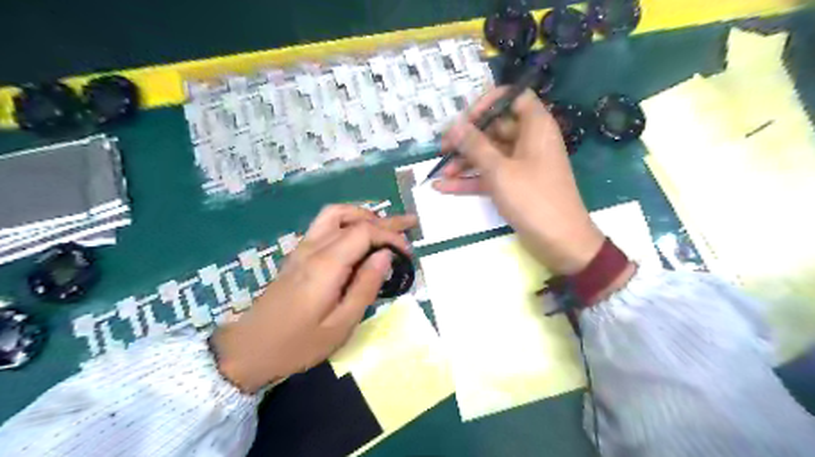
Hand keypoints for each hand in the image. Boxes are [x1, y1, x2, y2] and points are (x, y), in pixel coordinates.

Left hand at [211, 204, 414, 391]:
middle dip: (384, 220)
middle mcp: (314, 247)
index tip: (407, 253)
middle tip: (409, 224)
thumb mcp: (341, 325)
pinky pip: (325, 225)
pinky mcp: (297, 254)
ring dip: (363, 215)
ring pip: (335, 214)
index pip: (365, 232)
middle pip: (352, 218)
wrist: (248, 349)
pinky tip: (358, 238)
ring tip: (383, 227)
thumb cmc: (297, 344)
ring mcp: (302, 248)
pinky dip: (348, 222)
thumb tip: (385, 256)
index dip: (391, 236)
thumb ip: (365, 287)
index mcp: (327, 264)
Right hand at [432, 87, 603, 274]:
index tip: (466, 118)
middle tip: (442, 148)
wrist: (559, 241)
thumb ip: (475, 146)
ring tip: (439, 171)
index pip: (514, 98)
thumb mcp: (500, 170)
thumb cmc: (533, 198)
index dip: (489, 102)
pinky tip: (443, 187)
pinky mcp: (514, 186)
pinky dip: (469, 181)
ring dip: (464, 162)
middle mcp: (528, 142)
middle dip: (467, 138)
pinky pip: (489, 176)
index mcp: (535, 127)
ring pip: (489, 155)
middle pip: (495, 129)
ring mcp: (520, 165)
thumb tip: (454, 125)